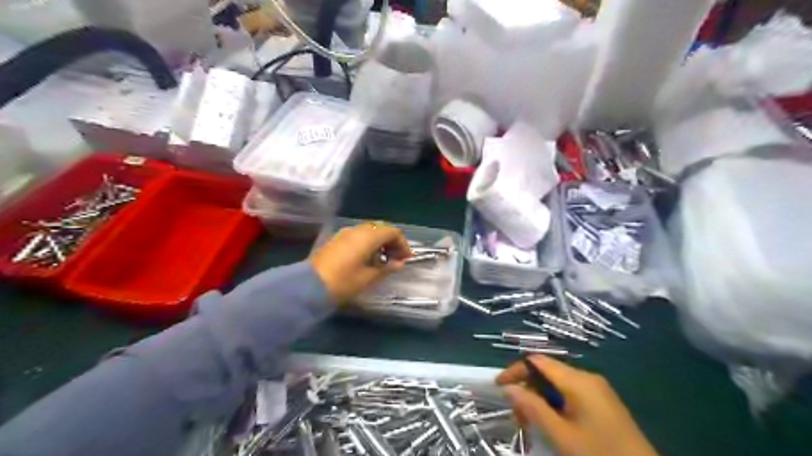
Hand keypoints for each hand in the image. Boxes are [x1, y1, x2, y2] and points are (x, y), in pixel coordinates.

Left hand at [311, 221, 413, 303]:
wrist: (309, 286)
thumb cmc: (343, 282)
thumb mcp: (368, 277)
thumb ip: (386, 268)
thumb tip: (399, 263)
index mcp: (368, 236)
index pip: (392, 232)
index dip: (402, 244)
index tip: (406, 259)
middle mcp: (357, 230)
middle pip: (380, 228)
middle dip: (391, 241)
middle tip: (396, 258)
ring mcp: (345, 233)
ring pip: (369, 231)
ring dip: (379, 242)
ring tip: (382, 260)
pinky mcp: (336, 240)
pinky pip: (358, 235)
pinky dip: (367, 243)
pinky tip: (367, 259)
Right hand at [495, 356, 657, 455]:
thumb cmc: (600, 455)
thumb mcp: (561, 435)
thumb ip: (533, 408)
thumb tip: (508, 388)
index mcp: (578, 380)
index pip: (537, 361)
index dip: (515, 370)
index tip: (498, 386)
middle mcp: (587, 377)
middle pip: (547, 372)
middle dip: (527, 388)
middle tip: (516, 416)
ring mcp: (597, 389)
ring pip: (557, 384)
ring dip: (539, 398)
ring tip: (531, 423)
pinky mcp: (602, 402)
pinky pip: (570, 394)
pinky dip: (554, 404)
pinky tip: (551, 423)